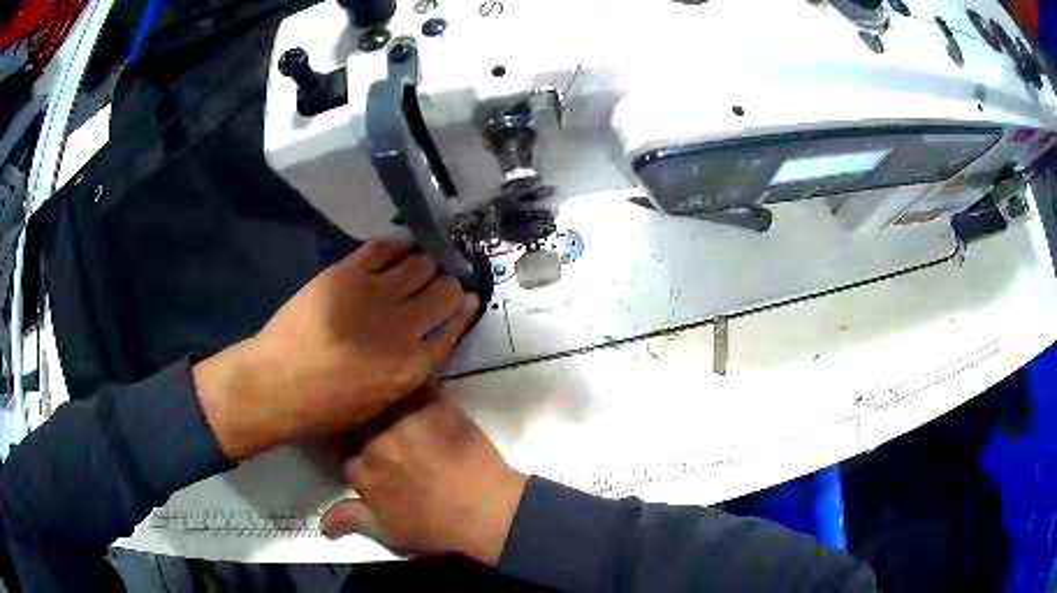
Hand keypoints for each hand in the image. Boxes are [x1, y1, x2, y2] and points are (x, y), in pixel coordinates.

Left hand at [193, 242, 479, 460]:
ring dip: (421, 265)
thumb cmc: (328, 405)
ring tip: (411, 269)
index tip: (465, 298)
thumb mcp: (382, 400)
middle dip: (445, 284)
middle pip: (444, 289)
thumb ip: (412, 367)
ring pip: (420, 263)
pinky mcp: (348, 273)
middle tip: (434, 284)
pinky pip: (385, 248)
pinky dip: (394, 249)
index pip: (455, 323)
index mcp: (414, 365)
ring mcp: (376, 294)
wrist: (277, 383)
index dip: (463, 308)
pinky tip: (391, 256)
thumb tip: (428, 337)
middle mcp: (404, 326)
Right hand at [320, 388, 526, 565]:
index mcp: (361, 469)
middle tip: (361, 407)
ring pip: (381, 393)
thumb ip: (351, 520)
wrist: (485, 512)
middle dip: (354, 409)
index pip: (337, 445)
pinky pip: (416, 382)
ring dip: (378, 389)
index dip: (341, 439)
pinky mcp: (435, 406)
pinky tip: (410, 369)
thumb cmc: (434, 528)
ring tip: (378, 380)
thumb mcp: (388, 533)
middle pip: (355, 414)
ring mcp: (405, 420)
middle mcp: (375, 439)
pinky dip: (411, 378)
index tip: (345, 434)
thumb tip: (321, 524)